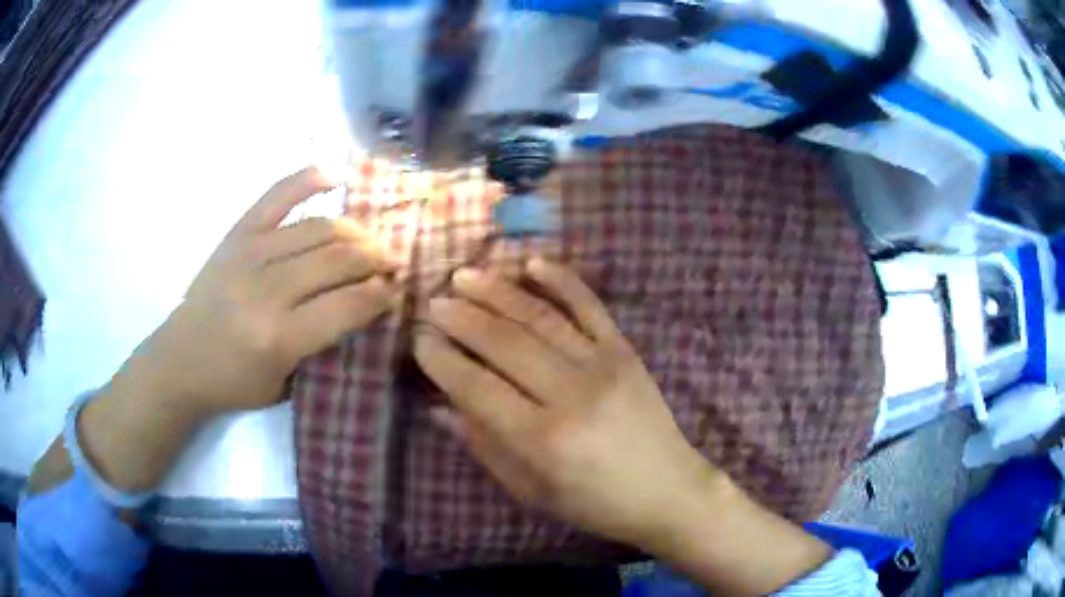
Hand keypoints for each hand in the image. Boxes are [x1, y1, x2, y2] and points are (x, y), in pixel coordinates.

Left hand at [133, 167, 398, 416]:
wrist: (179, 360)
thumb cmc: (232, 382)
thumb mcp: (284, 385)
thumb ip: (322, 347)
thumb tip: (360, 308)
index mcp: (279, 336)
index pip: (347, 305)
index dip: (379, 296)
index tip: (395, 293)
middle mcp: (267, 288)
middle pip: (337, 259)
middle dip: (374, 259)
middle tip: (389, 264)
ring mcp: (250, 253)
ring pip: (318, 227)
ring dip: (354, 231)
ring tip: (368, 241)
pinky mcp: (237, 235)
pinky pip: (276, 195)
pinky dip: (307, 180)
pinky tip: (333, 178)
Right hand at [413, 259, 720, 547]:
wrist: (666, 489)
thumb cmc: (594, 502)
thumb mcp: (530, 491)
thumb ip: (483, 446)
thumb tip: (439, 407)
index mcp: (543, 439)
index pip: (478, 388)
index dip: (443, 362)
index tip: (419, 341)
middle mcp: (571, 394)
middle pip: (505, 344)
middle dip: (462, 319)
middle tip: (433, 303)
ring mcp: (603, 365)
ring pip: (540, 318)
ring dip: (498, 292)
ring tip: (464, 275)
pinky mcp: (625, 350)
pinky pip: (590, 307)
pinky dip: (561, 280)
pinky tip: (532, 262)